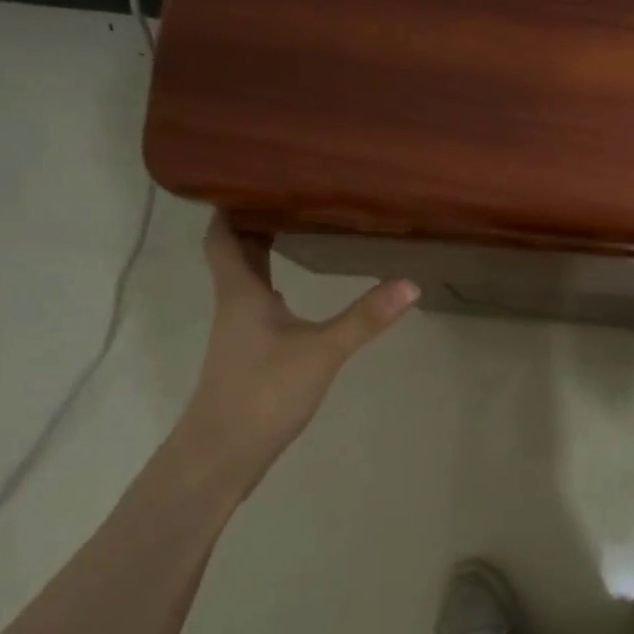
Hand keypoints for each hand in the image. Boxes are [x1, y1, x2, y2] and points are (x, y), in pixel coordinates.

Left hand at [181, 214, 419, 477]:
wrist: (223, 454)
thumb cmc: (263, 392)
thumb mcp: (321, 351)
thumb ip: (364, 318)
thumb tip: (410, 283)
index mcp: (241, 292)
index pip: (223, 237)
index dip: (228, 207)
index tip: (247, 179)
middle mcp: (234, 305)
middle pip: (235, 255)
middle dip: (254, 225)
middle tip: (290, 198)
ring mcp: (239, 334)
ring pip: (247, 283)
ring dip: (264, 257)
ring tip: (298, 234)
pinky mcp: (248, 357)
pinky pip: (258, 308)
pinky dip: (273, 291)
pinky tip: (296, 297)